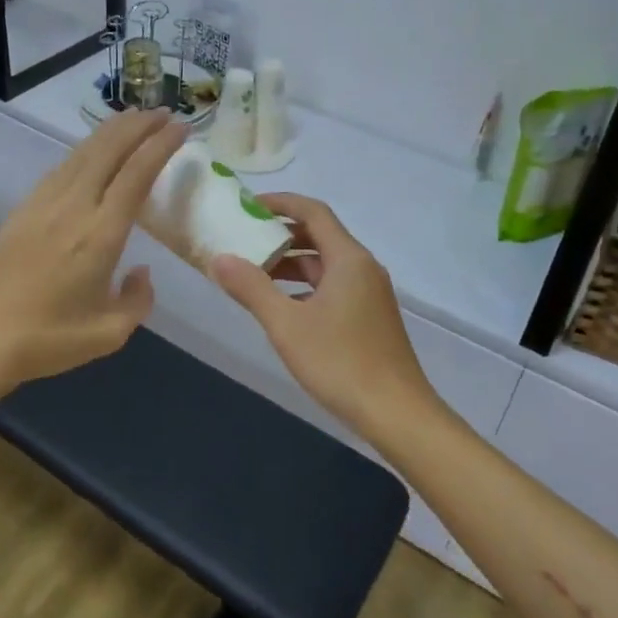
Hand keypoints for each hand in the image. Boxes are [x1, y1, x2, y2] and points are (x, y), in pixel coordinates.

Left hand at [0, 110, 185, 391]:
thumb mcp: (110, 333)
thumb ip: (138, 299)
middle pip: (108, 150)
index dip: (160, 146)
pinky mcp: (23, 209)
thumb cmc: (48, 340)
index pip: (136, 174)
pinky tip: (92, 150)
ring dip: (111, 131)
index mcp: (100, 234)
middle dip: (138, 126)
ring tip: (134, 118)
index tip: (180, 127)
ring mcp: (43, 204)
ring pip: (82, 153)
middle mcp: (73, 208)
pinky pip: (61, 166)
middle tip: (162, 112)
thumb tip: (142, 272)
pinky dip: (85, 149)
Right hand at [210, 194, 434, 435]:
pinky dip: (306, 287)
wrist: (397, 413)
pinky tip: (282, 308)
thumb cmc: (340, 362)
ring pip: (326, 265)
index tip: (247, 206)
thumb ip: (252, 288)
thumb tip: (220, 259)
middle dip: (281, 235)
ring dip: (291, 265)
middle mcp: (363, 268)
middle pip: (320, 236)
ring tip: (254, 275)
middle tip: (244, 241)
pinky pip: (333, 287)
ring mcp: (370, 293)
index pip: (313, 212)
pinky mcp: (370, 317)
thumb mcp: (286, 325)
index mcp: (349, 259)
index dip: (280, 203)